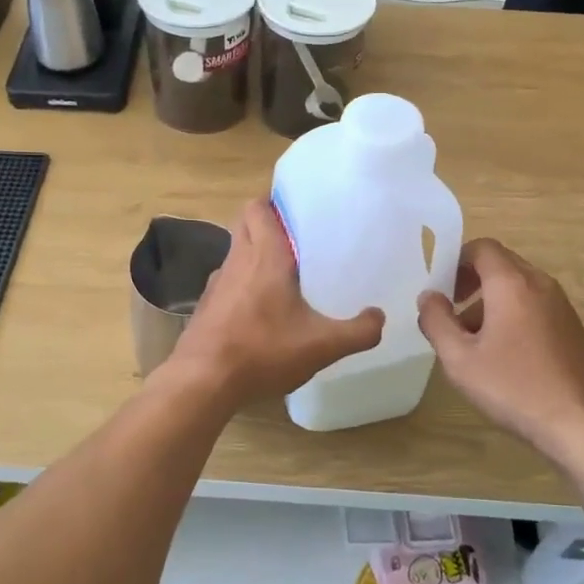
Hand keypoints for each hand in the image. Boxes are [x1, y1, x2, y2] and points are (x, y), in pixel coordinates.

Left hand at [167, 200, 383, 403]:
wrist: (203, 381)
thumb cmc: (263, 350)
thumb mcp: (322, 345)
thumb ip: (358, 332)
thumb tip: (379, 317)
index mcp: (264, 255)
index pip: (258, 207)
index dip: (274, 203)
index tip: (300, 212)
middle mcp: (237, 260)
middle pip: (245, 224)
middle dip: (267, 225)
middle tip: (298, 241)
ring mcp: (217, 283)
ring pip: (236, 253)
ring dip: (254, 256)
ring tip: (285, 276)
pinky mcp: (207, 307)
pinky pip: (228, 282)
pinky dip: (243, 285)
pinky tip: (262, 311)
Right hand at [417, 240, 583, 461]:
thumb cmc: (514, 387)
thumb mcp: (459, 359)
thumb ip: (437, 321)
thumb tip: (429, 297)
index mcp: (512, 284)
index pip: (481, 248)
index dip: (456, 261)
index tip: (441, 289)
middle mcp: (541, 285)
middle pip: (501, 265)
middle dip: (472, 283)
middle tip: (452, 314)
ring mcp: (562, 307)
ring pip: (518, 288)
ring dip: (491, 303)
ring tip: (474, 343)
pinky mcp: (574, 330)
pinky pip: (536, 307)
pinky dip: (514, 317)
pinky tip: (506, 358)